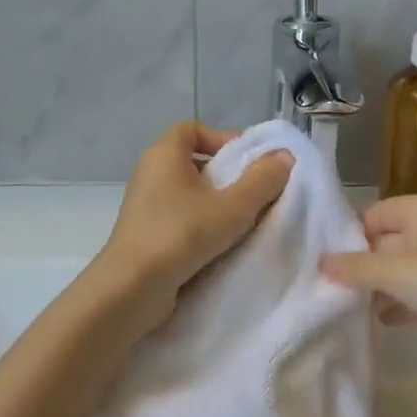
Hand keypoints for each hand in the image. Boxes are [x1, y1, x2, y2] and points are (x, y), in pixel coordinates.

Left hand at [92, 123, 292, 332]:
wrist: (131, 288)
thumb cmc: (181, 234)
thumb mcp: (232, 207)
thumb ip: (262, 180)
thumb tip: (284, 156)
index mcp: (163, 154)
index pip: (192, 129)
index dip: (221, 138)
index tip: (247, 162)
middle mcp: (149, 173)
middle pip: (193, 161)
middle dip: (225, 175)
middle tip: (254, 194)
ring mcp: (144, 206)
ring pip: (187, 193)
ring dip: (216, 204)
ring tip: (243, 222)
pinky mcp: (145, 234)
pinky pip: (179, 218)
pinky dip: (200, 225)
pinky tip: (222, 245)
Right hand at [320, 195, 416, 379]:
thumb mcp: (400, 273)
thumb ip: (357, 268)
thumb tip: (320, 263)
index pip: (371, 215)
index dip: (345, 238)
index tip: (316, 265)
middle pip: (385, 244)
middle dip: (359, 267)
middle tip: (322, 291)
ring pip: (403, 273)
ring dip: (378, 290)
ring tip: (341, 310)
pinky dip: (402, 307)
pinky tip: (378, 325)